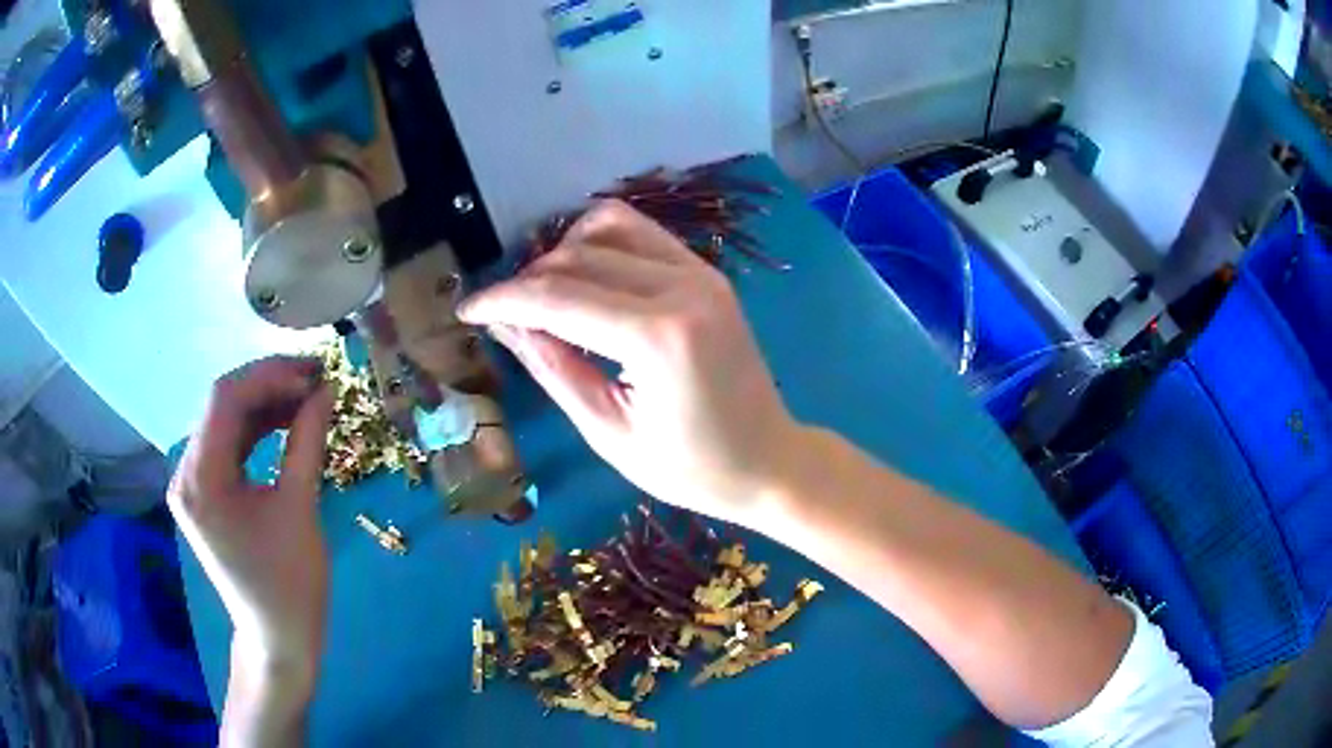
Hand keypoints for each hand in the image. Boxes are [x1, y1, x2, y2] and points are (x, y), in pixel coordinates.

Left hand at [168, 356, 332, 687]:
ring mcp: (192, 484)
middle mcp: (186, 473)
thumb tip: (325, 390)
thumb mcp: (300, 508)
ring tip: (307, 398)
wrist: (277, 638)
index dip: (270, 375)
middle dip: (269, 386)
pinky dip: (257, 430)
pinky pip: (228, 446)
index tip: (314, 371)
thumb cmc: (290, 584)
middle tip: (315, 381)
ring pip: (225, 422)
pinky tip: (286, 423)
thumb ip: (306, 441)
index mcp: (200, 480)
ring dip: (264, 405)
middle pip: (222, 406)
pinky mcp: (204, 494)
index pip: (225, 400)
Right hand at [459, 201, 801, 527]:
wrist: (769, 461)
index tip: (466, 310)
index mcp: (658, 338)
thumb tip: (506, 323)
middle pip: (579, 257)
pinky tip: (585, 279)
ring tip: (544, 296)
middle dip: (528, 281)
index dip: (503, 300)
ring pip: (610, 227)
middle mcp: (682, 286)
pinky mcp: (707, 273)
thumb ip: (554, 368)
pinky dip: (602, 244)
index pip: (558, 297)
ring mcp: (700, 272)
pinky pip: (642, 235)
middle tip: (503, 317)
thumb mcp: (609, 432)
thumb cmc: (691, 468)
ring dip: (564, 252)